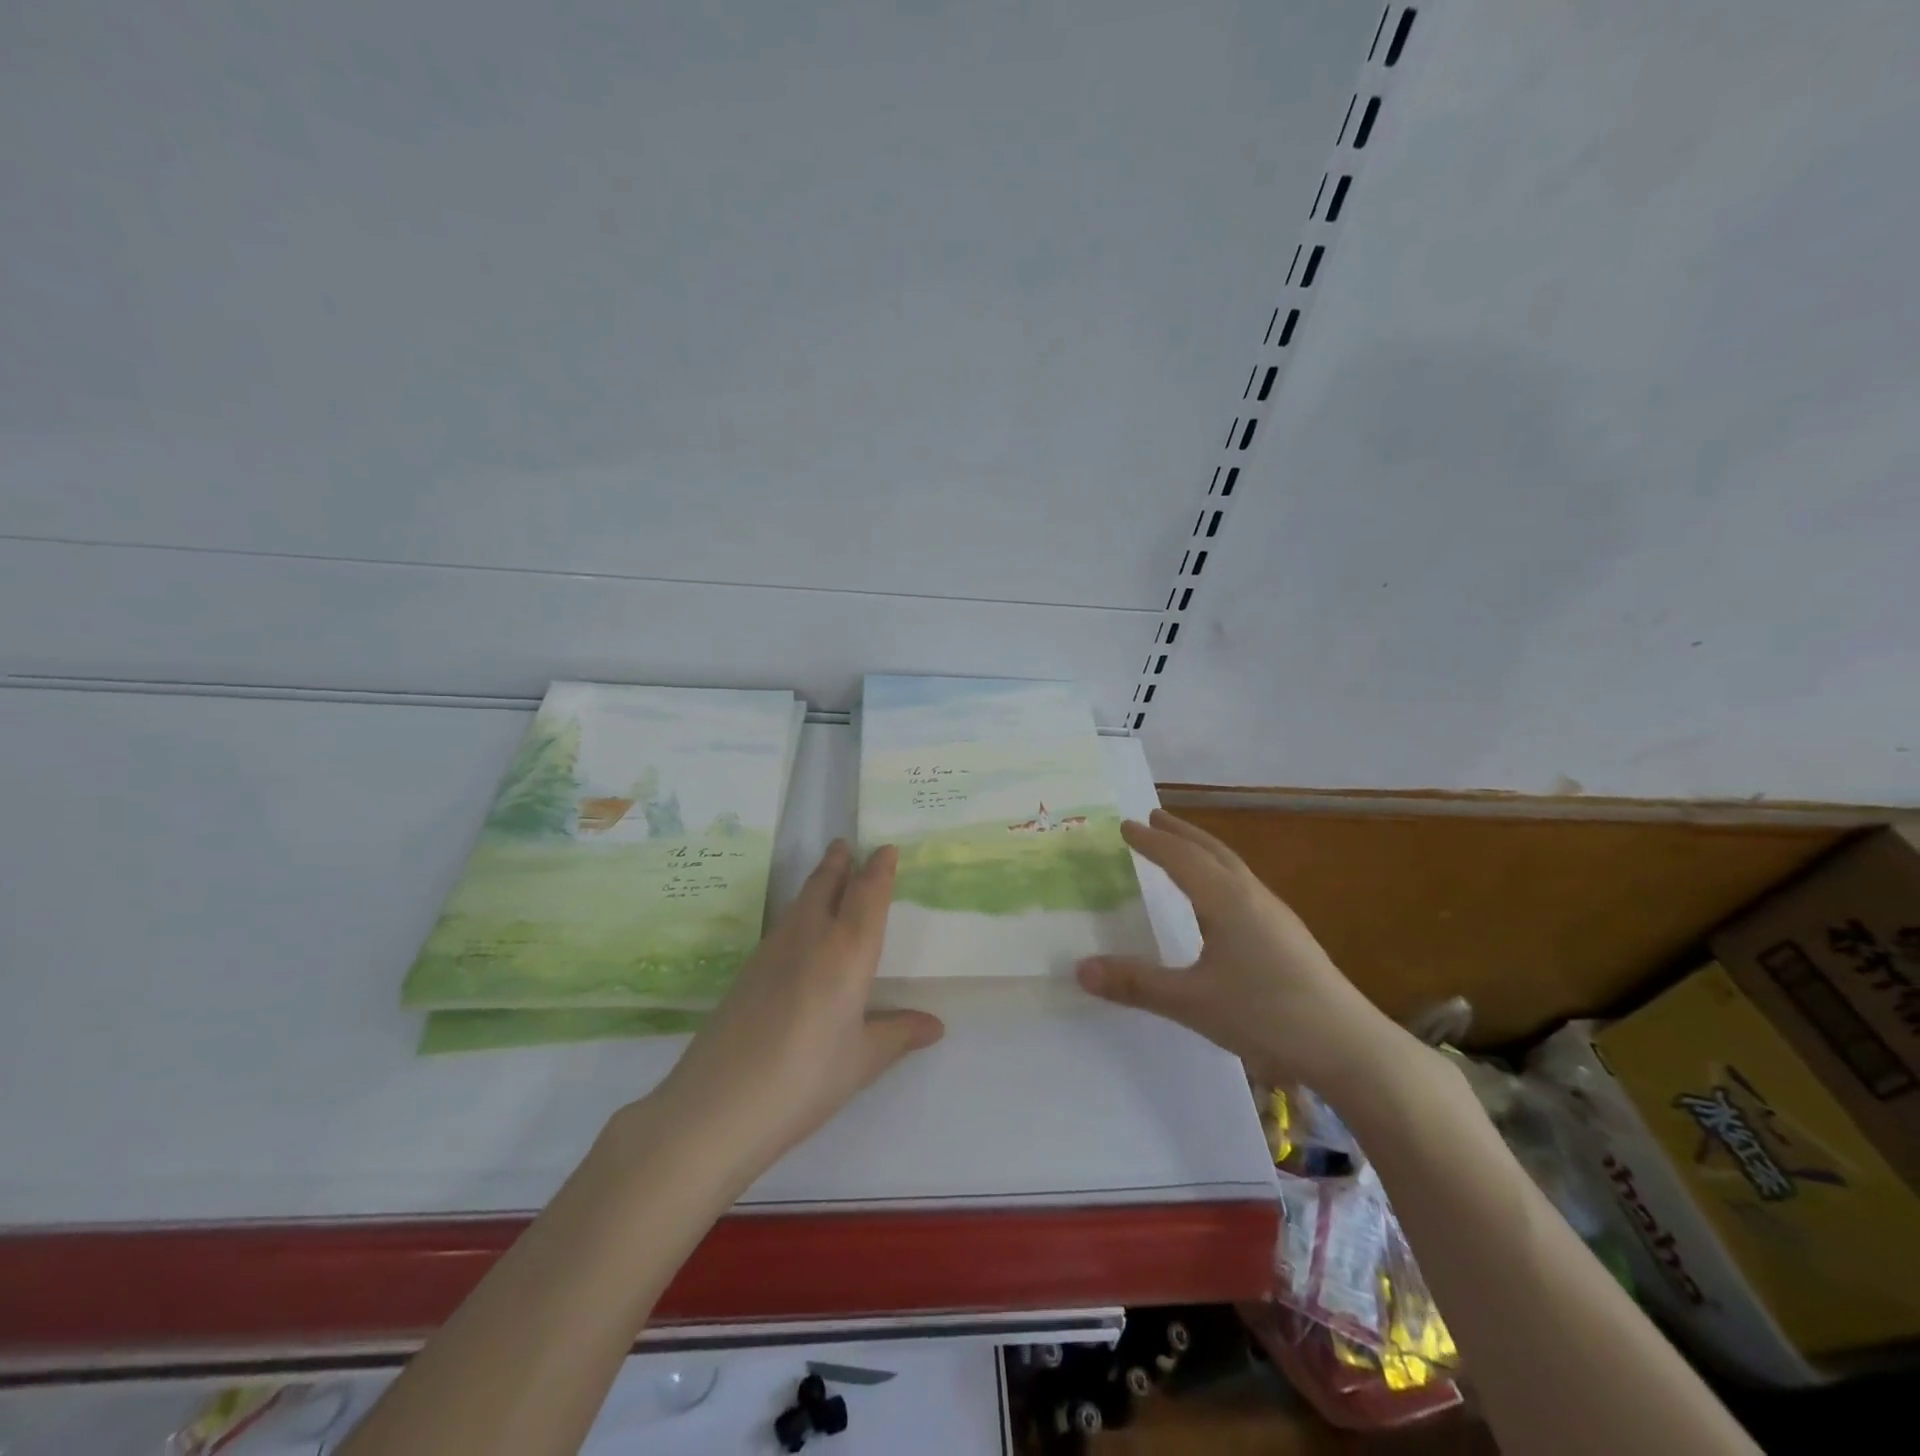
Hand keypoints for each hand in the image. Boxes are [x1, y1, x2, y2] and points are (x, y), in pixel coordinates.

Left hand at [648, 840, 944, 1183]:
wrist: (716, 1106)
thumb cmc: (805, 1080)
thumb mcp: (861, 1061)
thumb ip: (897, 1034)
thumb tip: (935, 1025)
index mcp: (847, 951)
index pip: (867, 895)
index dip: (879, 869)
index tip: (886, 848)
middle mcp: (810, 937)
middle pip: (826, 884)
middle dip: (839, 862)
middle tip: (846, 844)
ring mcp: (772, 950)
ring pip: (800, 900)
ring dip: (817, 881)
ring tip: (828, 872)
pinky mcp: (747, 969)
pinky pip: (783, 924)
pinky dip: (799, 910)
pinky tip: (799, 929)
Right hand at [1075, 810, 1403, 1091]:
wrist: (1349, 1046)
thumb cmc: (1266, 1015)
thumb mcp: (1192, 1002)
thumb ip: (1136, 984)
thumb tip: (1080, 968)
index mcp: (1227, 901)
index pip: (1180, 859)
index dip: (1150, 842)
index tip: (1124, 826)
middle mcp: (1252, 897)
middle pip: (1212, 851)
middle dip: (1181, 833)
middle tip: (1153, 818)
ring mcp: (1276, 915)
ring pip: (1233, 867)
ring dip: (1203, 851)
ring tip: (1182, 850)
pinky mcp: (1289, 936)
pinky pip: (1244, 887)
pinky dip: (1220, 874)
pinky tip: (1219, 901)